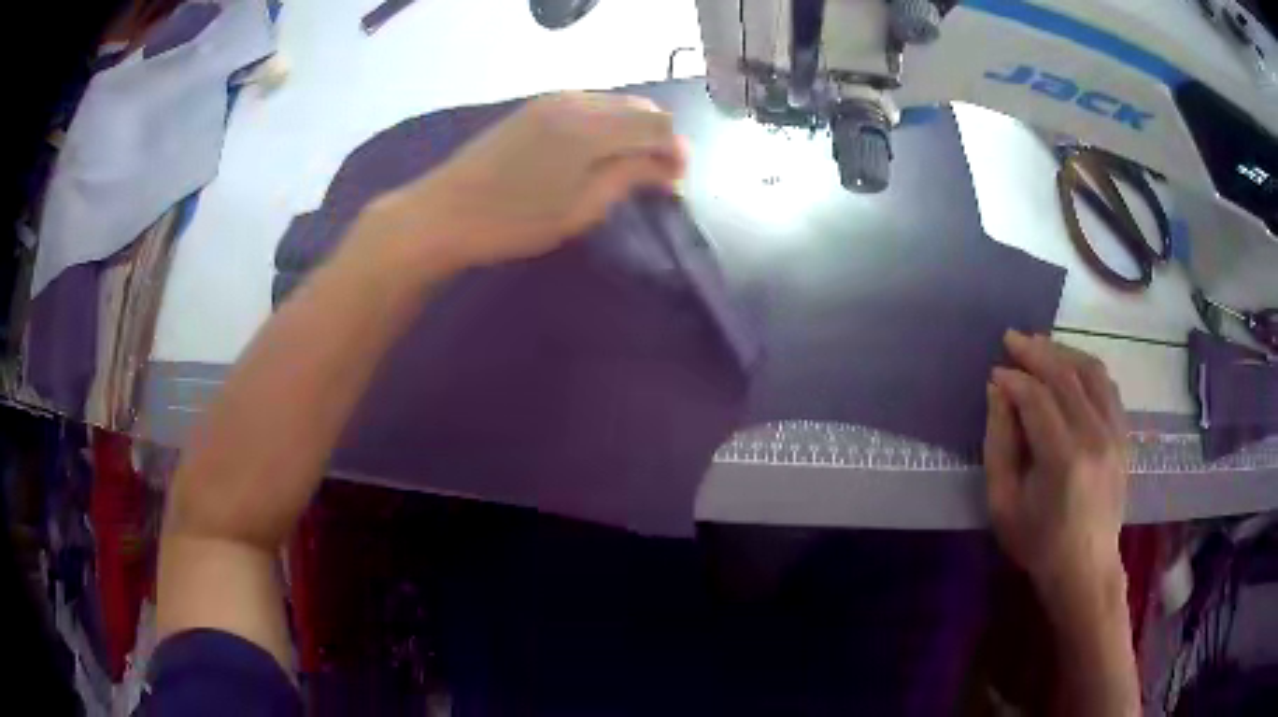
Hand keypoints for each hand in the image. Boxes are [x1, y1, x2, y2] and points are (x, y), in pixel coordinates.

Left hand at [372, 91, 686, 273]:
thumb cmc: (514, 221)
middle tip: (654, 179)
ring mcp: (554, 99)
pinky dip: (607, 125)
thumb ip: (631, 177)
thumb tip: (671, 164)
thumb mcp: (581, 208)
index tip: (674, 185)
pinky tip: (595, 154)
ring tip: (626, 170)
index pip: (658, 125)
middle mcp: (577, 101)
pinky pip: (591, 106)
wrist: (444, 212)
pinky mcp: (537, 107)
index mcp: (591, 126)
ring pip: (616, 104)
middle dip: (658, 139)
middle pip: (641, 108)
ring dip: (633, 131)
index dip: (675, 152)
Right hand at [984, 331, 1129, 609]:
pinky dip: (1087, 367)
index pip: (1037, 397)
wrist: (1085, 567)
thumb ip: (999, 443)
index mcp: (1062, 458)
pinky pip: (1108, 385)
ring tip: (1040, 346)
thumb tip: (998, 390)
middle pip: (1065, 375)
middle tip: (1011, 338)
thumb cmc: (1038, 542)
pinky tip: (1070, 367)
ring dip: (1063, 352)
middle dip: (1035, 351)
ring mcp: (1115, 433)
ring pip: (1091, 371)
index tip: (995, 372)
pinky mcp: (1124, 434)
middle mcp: (1094, 436)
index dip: (1014, 378)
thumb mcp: (1003, 502)